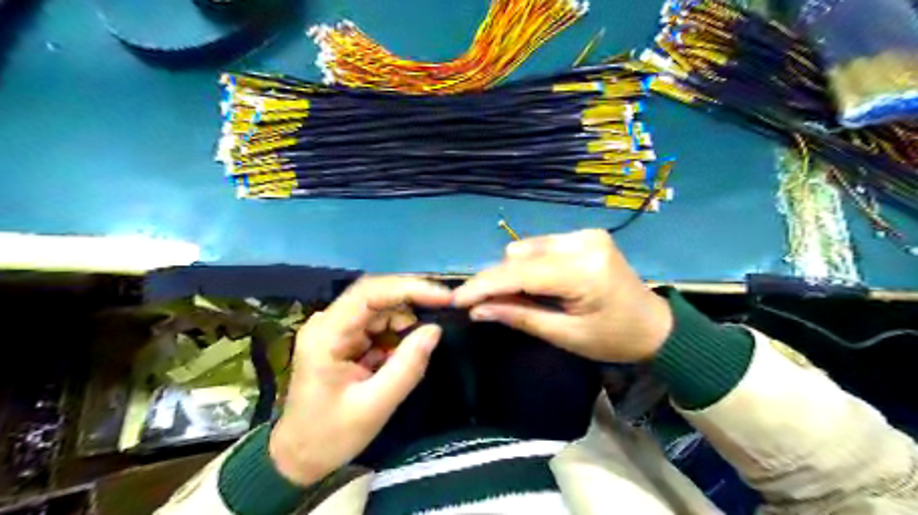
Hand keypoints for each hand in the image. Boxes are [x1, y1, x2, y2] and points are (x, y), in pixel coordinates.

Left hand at [269, 276, 451, 484]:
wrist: (298, 456)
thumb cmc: (330, 435)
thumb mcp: (374, 406)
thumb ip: (407, 366)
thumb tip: (435, 329)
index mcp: (327, 334)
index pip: (369, 293)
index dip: (409, 289)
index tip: (444, 297)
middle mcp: (329, 322)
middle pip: (377, 296)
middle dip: (413, 304)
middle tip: (445, 315)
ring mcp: (336, 328)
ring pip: (381, 309)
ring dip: (405, 325)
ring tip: (414, 354)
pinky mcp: (344, 337)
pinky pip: (378, 324)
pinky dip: (397, 336)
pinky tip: (399, 358)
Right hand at [452, 230, 672, 360]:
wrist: (655, 325)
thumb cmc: (614, 339)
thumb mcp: (566, 336)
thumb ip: (520, 317)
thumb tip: (477, 310)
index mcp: (583, 271)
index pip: (520, 273)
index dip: (483, 285)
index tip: (455, 299)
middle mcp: (582, 242)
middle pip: (519, 255)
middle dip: (496, 281)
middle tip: (484, 307)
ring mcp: (584, 234)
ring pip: (526, 248)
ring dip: (513, 272)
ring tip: (518, 298)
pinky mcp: (584, 235)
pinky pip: (541, 246)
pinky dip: (529, 265)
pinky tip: (537, 284)